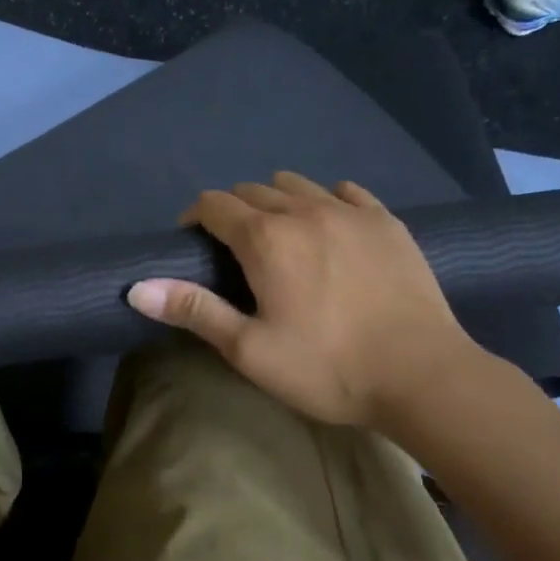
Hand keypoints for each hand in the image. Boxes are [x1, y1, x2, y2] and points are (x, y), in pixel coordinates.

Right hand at [127, 171, 480, 428]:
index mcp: (265, 238)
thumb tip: (137, 288)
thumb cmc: (327, 367)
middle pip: (253, 190)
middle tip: (234, 250)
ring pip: (298, 185)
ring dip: (277, 202)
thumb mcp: (249, 349)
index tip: (192, 244)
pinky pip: (346, 192)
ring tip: (280, 237)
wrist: (422, 375)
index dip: (194, 218)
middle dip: (233, 211)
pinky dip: (326, 200)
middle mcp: (304, 210)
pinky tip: (330, 227)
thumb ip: (194, 310)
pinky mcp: (387, 222)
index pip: (214, 204)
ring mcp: (351, 211)